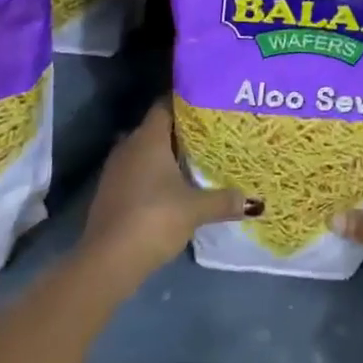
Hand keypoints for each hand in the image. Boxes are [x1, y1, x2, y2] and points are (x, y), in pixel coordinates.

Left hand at [80, 102, 256, 282]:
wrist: (108, 260)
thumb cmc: (154, 219)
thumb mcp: (196, 209)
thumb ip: (224, 201)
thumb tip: (254, 202)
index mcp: (148, 138)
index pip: (165, 105)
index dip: (185, 102)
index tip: (207, 104)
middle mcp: (129, 146)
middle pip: (156, 128)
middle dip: (180, 131)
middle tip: (209, 134)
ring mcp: (116, 170)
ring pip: (144, 151)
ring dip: (165, 155)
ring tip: (194, 160)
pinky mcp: (110, 192)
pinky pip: (136, 172)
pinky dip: (152, 175)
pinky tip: (171, 187)